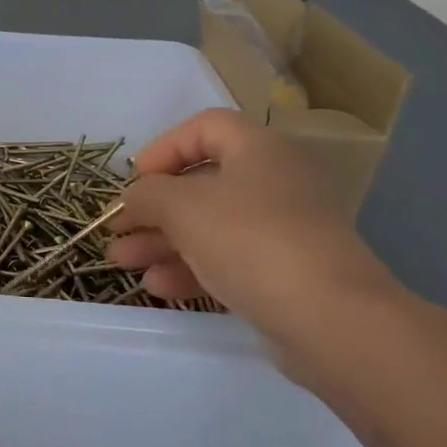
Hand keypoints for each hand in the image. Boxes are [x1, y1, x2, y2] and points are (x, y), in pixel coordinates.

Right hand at [106, 109, 402, 382]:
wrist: (330, 319)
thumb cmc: (250, 240)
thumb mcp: (181, 207)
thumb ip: (146, 195)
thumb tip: (133, 198)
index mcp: (258, 150)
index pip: (204, 128)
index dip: (163, 148)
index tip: (135, 181)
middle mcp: (273, 182)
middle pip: (200, 184)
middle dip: (151, 209)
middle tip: (116, 231)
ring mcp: (281, 230)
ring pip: (208, 226)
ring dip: (161, 242)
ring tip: (122, 263)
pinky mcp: (284, 273)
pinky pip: (227, 260)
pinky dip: (190, 268)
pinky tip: (158, 287)